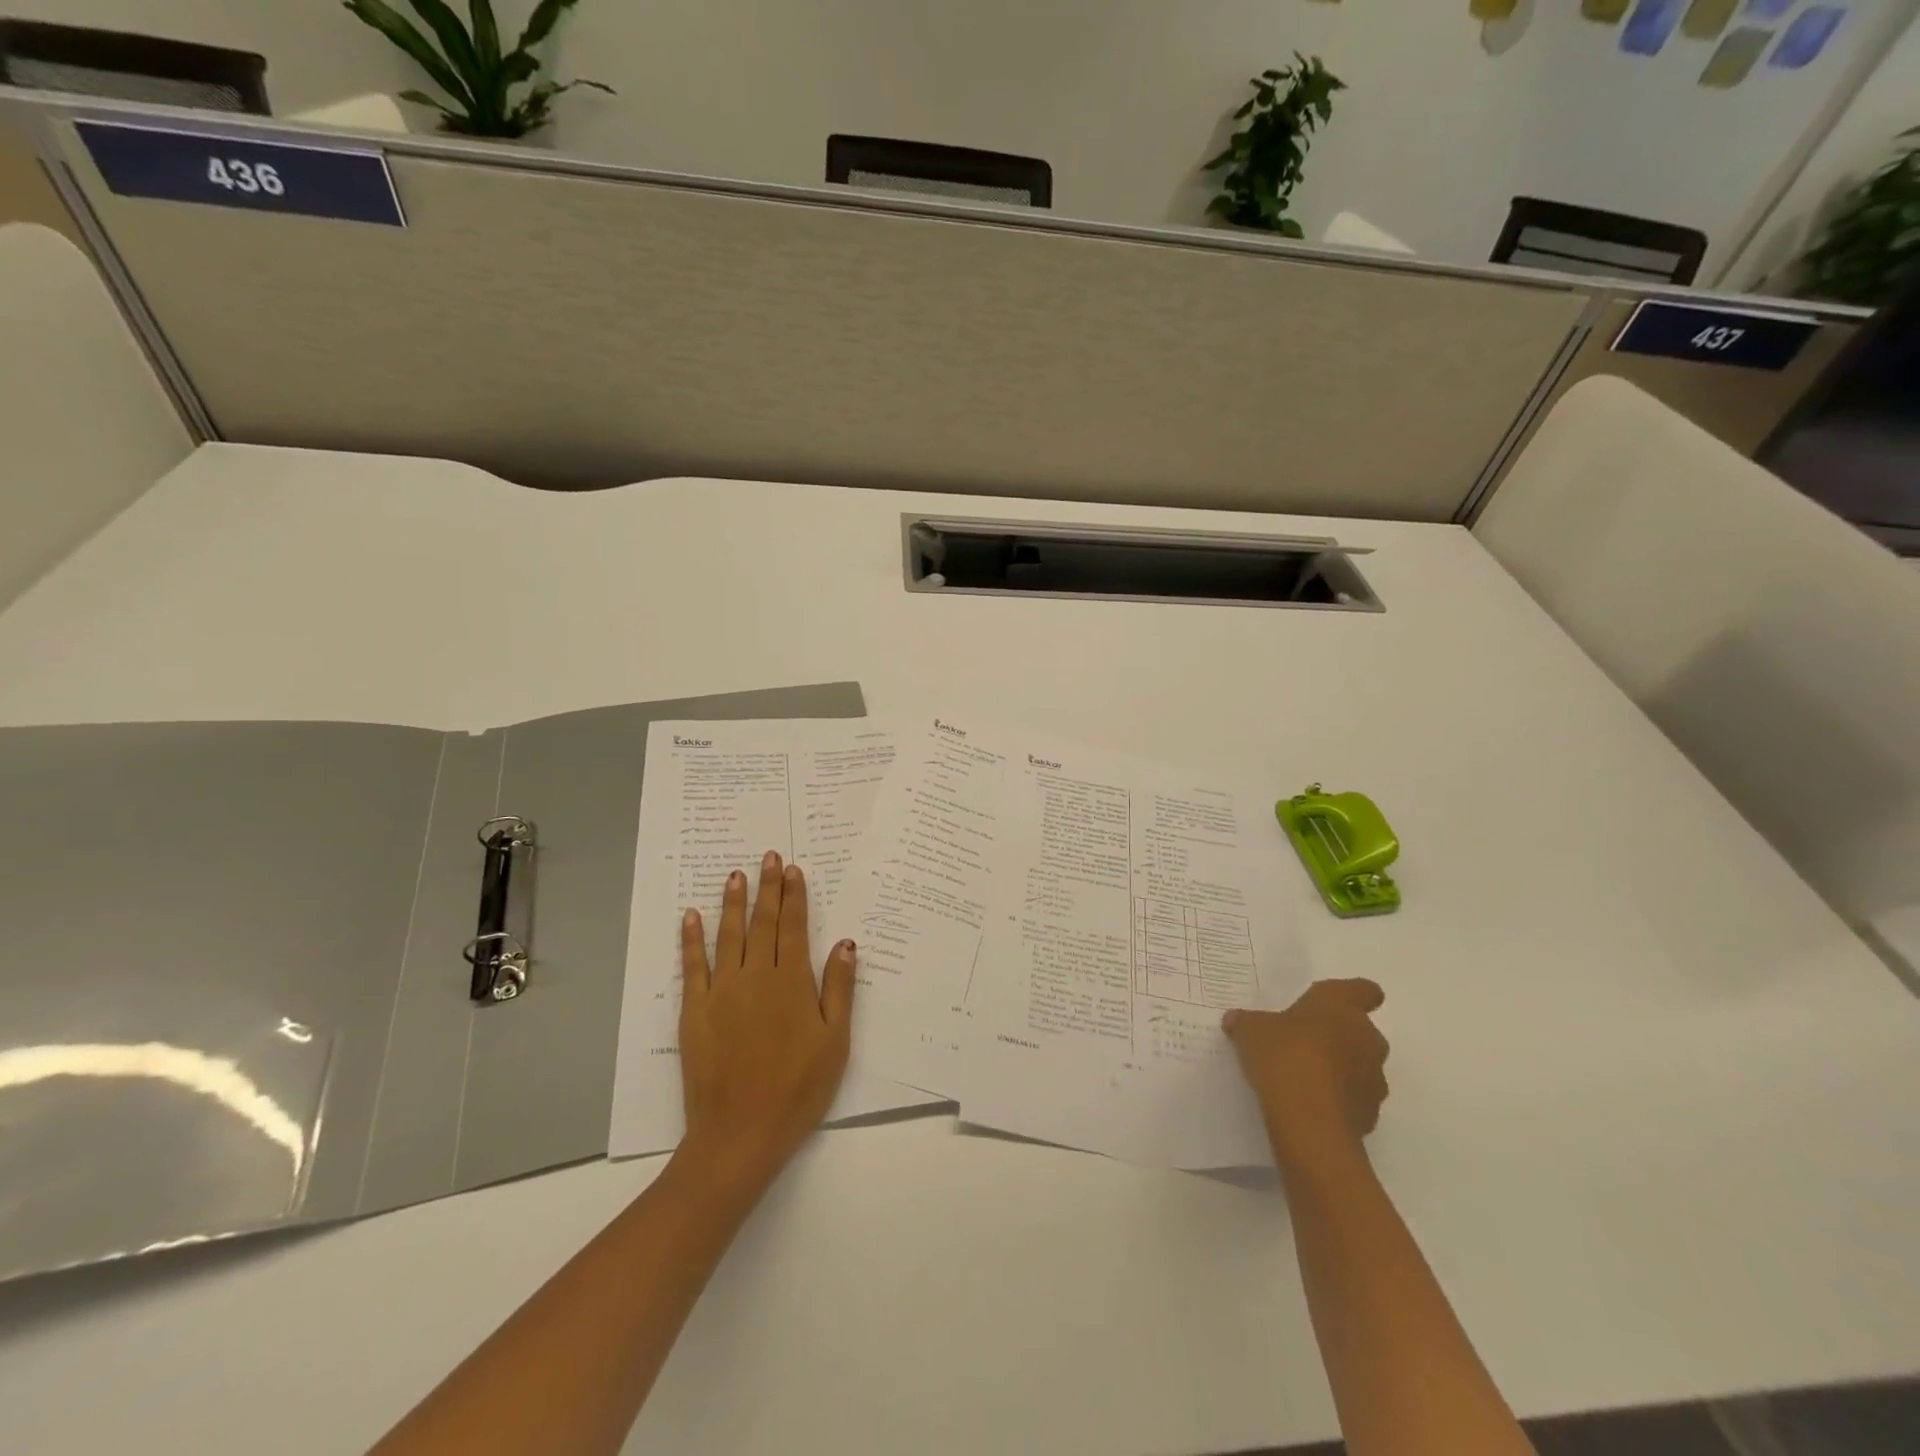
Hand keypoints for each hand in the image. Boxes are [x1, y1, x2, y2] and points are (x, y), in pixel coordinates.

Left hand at [677, 851, 855, 1199]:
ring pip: (728, 936)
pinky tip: (691, 917)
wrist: (740, 1134)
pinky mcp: (694, 1011)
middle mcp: (756, 977)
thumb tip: (846, 942)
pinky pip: (692, 966)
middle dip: (768, 888)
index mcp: (792, 983)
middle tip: (769, 857)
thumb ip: (839, 988)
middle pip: (762, 923)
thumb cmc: (798, 1089)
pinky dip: (691, 940)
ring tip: (735, 875)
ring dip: (733, 903)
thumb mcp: (835, 1042)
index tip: (794, 870)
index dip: (795, 897)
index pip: (794, 928)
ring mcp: (721, 992)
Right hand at [1224, 979, 1388, 1171]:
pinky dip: (1338, 1098)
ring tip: (1303, 1077)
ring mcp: (1373, 1078)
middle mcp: (1366, 1038)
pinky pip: (1354, 1097)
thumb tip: (1235, 1019)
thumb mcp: (1251, 1031)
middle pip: (1359, 1030)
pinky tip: (1308, 1104)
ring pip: (1359, 1065)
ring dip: (1339, 1068)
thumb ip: (1246, 1022)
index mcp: (1341, 1007)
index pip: (1363, 990)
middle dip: (1336, 1035)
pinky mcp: (1371, 1113)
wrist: (1310, 1122)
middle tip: (1302, 1041)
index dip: (1352, 994)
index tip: (1332, 1002)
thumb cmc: (1284, 1057)